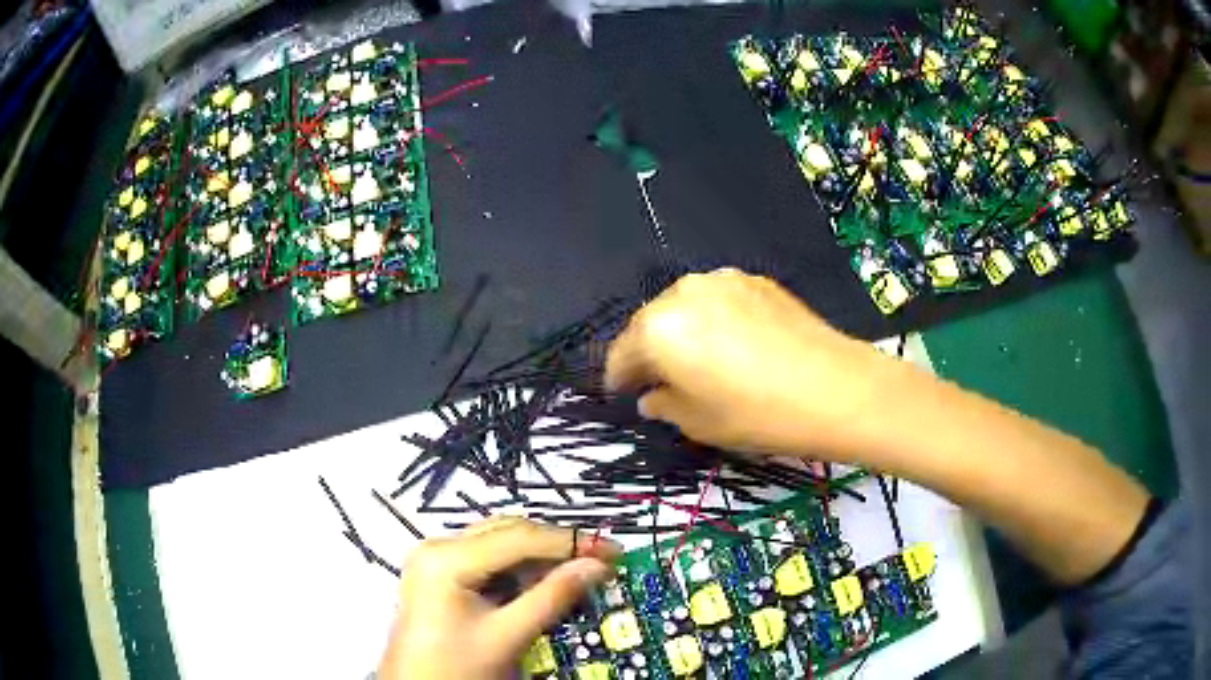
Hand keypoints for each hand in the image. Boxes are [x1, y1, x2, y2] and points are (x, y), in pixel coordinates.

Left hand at [378, 517, 618, 679]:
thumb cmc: (457, 667)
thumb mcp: (508, 635)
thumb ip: (552, 597)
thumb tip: (596, 566)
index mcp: (446, 558)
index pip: (519, 537)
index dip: (570, 542)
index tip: (612, 551)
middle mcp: (438, 546)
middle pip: (508, 533)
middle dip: (556, 546)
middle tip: (600, 560)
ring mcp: (436, 559)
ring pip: (499, 544)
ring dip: (539, 558)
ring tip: (579, 571)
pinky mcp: (441, 574)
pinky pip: (487, 560)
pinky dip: (519, 570)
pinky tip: (544, 583)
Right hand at [605, 268, 886, 458]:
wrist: (834, 387)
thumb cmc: (757, 414)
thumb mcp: (699, 423)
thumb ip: (664, 405)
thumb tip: (652, 397)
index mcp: (658, 329)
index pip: (622, 353)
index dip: (618, 378)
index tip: (622, 394)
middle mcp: (682, 293)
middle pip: (650, 323)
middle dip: (648, 351)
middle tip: (657, 380)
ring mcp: (722, 281)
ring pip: (684, 306)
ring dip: (680, 331)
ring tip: (695, 358)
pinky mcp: (754, 280)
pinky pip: (717, 300)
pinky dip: (712, 319)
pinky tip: (730, 343)